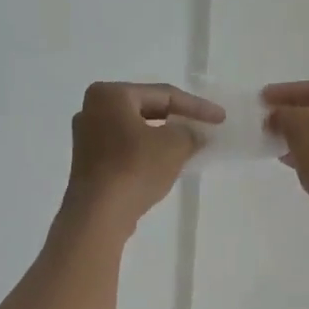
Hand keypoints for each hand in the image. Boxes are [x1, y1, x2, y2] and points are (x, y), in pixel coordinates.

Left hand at [66, 82, 224, 233]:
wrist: (99, 214)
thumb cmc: (135, 168)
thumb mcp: (175, 144)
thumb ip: (190, 132)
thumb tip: (194, 134)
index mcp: (111, 94)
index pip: (164, 94)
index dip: (197, 106)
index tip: (221, 118)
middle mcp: (92, 109)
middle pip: (147, 109)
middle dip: (178, 119)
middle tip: (205, 128)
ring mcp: (87, 137)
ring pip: (136, 130)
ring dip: (164, 137)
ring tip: (190, 145)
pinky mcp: (89, 162)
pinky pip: (126, 148)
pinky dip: (148, 152)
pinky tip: (167, 162)